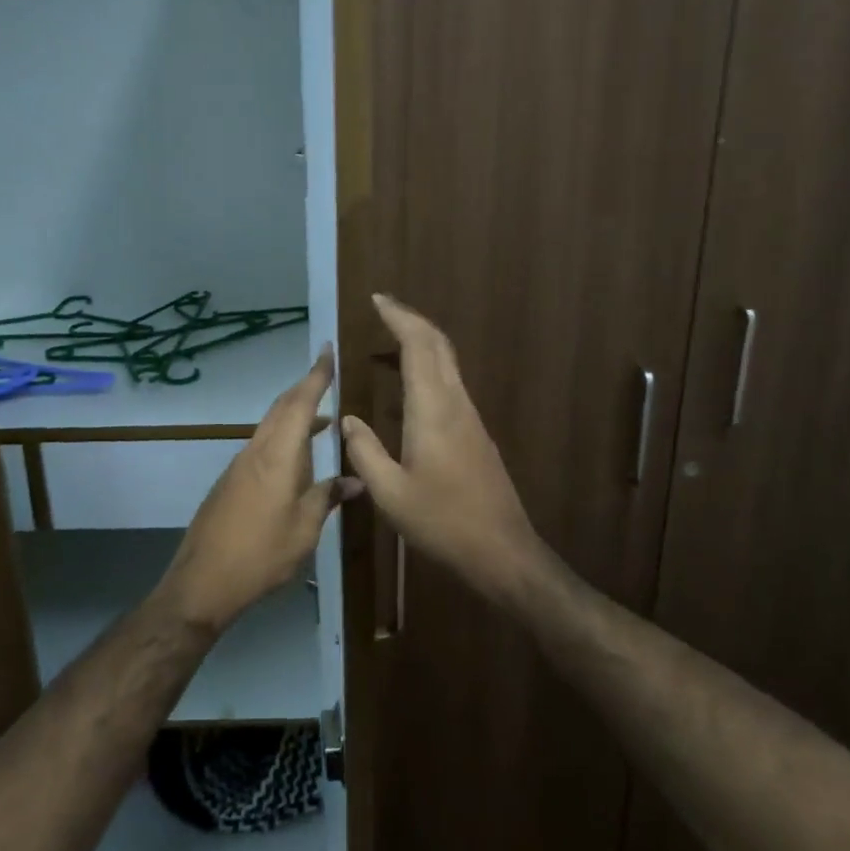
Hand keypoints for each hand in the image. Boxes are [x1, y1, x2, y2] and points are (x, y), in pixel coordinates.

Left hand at [158, 345, 360, 633]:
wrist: (202, 581)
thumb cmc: (260, 555)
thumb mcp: (304, 530)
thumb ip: (328, 498)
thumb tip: (356, 480)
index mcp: (278, 456)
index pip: (300, 403)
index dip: (316, 376)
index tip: (327, 350)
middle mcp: (256, 451)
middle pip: (282, 407)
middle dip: (306, 388)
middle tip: (329, 377)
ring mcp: (240, 465)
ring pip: (271, 425)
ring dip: (295, 414)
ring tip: (324, 420)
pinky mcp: (232, 481)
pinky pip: (263, 444)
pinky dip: (284, 437)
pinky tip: (298, 458)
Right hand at [341, 294, 548, 601]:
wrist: (501, 550)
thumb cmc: (442, 522)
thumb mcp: (390, 493)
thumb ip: (365, 451)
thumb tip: (347, 420)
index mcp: (432, 409)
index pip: (418, 345)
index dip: (399, 317)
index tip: (377, 300)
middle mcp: (455, 402)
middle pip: (438, 344)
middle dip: (411, 319)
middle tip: (383, 308)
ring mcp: (470, 416)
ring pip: (447, 361)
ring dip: (422, 340)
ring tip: (391, 338)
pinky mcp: (476, 431)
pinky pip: (450, 381)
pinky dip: (429, 364)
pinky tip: (411, 381)